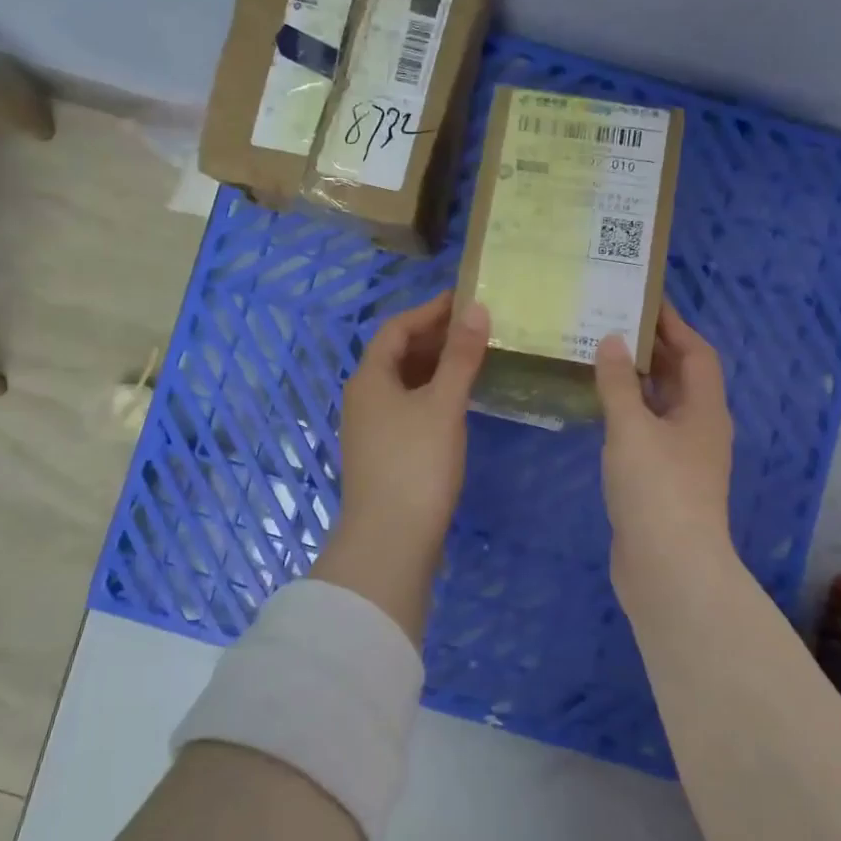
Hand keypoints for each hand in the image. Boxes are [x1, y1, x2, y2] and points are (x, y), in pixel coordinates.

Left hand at [316, 290, 489, 639]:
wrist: (390, 540)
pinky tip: (457, 402)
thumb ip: (461, 356)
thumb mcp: (443, 404)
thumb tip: (476, 309)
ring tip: (473, 358)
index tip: (464, 300)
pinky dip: (432, 394)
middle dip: (434, 337)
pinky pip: (408, 407)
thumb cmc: (416, 464)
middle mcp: (364, 397)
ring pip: (403, 383)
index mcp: (370, 378)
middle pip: (397, 354)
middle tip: (476, 328)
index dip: (429, 311)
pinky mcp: (383, 453)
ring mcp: (371, 428)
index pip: (396, 328)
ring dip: (434, 367)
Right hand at [594, 303, 735, 596]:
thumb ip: (619, 383)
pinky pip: (647, 432)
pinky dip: (628, 414)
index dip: (674, 325)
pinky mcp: (662, 482)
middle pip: (681, 378)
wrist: (669, 568)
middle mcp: (699, 429)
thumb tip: (613, 340)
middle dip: (654, 350)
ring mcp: (682, 458)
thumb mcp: (632, 428)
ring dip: (638, 382)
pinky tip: (599, 410)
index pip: (696, 353)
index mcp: (704, 410)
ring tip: (601, 357)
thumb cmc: (656, 488)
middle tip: (614, 322)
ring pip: (662, 407)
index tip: (645, 300)